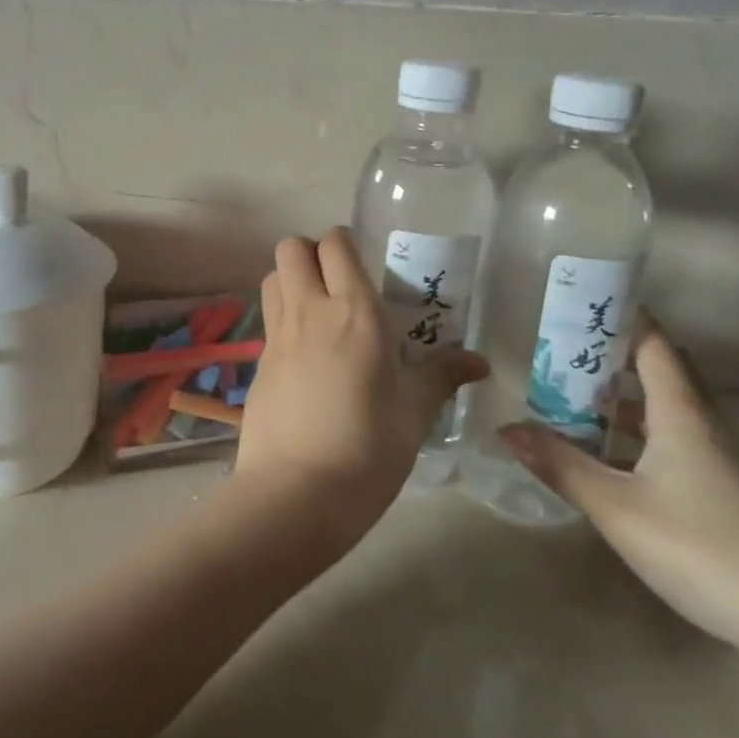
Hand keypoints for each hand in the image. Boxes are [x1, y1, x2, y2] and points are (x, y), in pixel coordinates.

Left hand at [235, 229, 488, 554]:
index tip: (363, 265)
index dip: (344, 243)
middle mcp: (311, 310)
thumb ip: (442, 376)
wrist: (297, 494)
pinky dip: (282, 318)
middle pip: (291, 248)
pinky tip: (304, 355)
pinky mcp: (258, 363)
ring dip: (291, 280)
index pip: (336, 244)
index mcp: (355, 312)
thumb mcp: (414, 412)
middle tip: (337, 283)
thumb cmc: (369, 448)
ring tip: (318, 311)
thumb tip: (480, 361)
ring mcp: (278, 335)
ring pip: (272, 277)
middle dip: (311, 253)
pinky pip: (268, 319)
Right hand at [498, 318, 738, 654]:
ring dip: (623, 404)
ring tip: (572, 405)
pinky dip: (639, 440)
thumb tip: (507, 428)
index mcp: (682, 414)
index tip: (583, 302)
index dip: (622, 317)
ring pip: (667, 414)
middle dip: (614, 359)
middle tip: (565, 356)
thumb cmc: (705, 549)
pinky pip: (675, 447)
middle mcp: (705, 427)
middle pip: (661, 374)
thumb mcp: (618, 508)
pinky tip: (611, 465)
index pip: (654, 344)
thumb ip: (562, 465)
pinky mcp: (728, 497)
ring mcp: (721, 464)